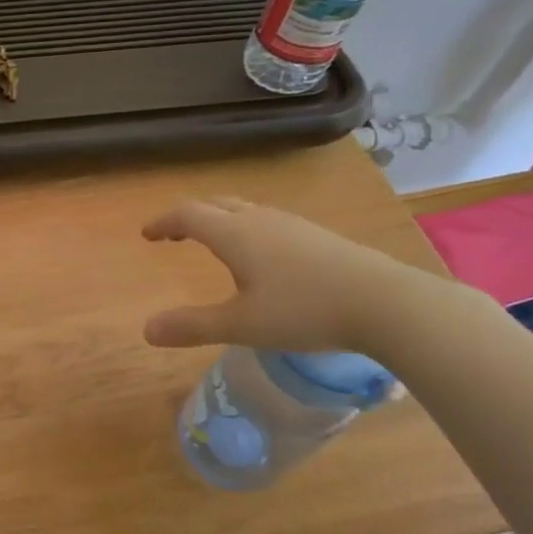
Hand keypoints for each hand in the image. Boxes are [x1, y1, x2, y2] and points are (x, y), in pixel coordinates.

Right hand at [141, 197, 434, 353]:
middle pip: (215, 204)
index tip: (146, 234)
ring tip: (212, 240)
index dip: (163, 222)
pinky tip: (260, 256)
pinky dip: (246, 228)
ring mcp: (292, 225)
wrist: (386, 303)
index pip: (188, 215)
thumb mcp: (241, 325)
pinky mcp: (317, 237)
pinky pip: (267, 221)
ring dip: (219, 219)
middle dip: (188, 216)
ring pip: (244, 210)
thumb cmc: (304, 311)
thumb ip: (192, 326)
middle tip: (173, 233)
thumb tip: (146, 329)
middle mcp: (260, 220)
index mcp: (235, 234)